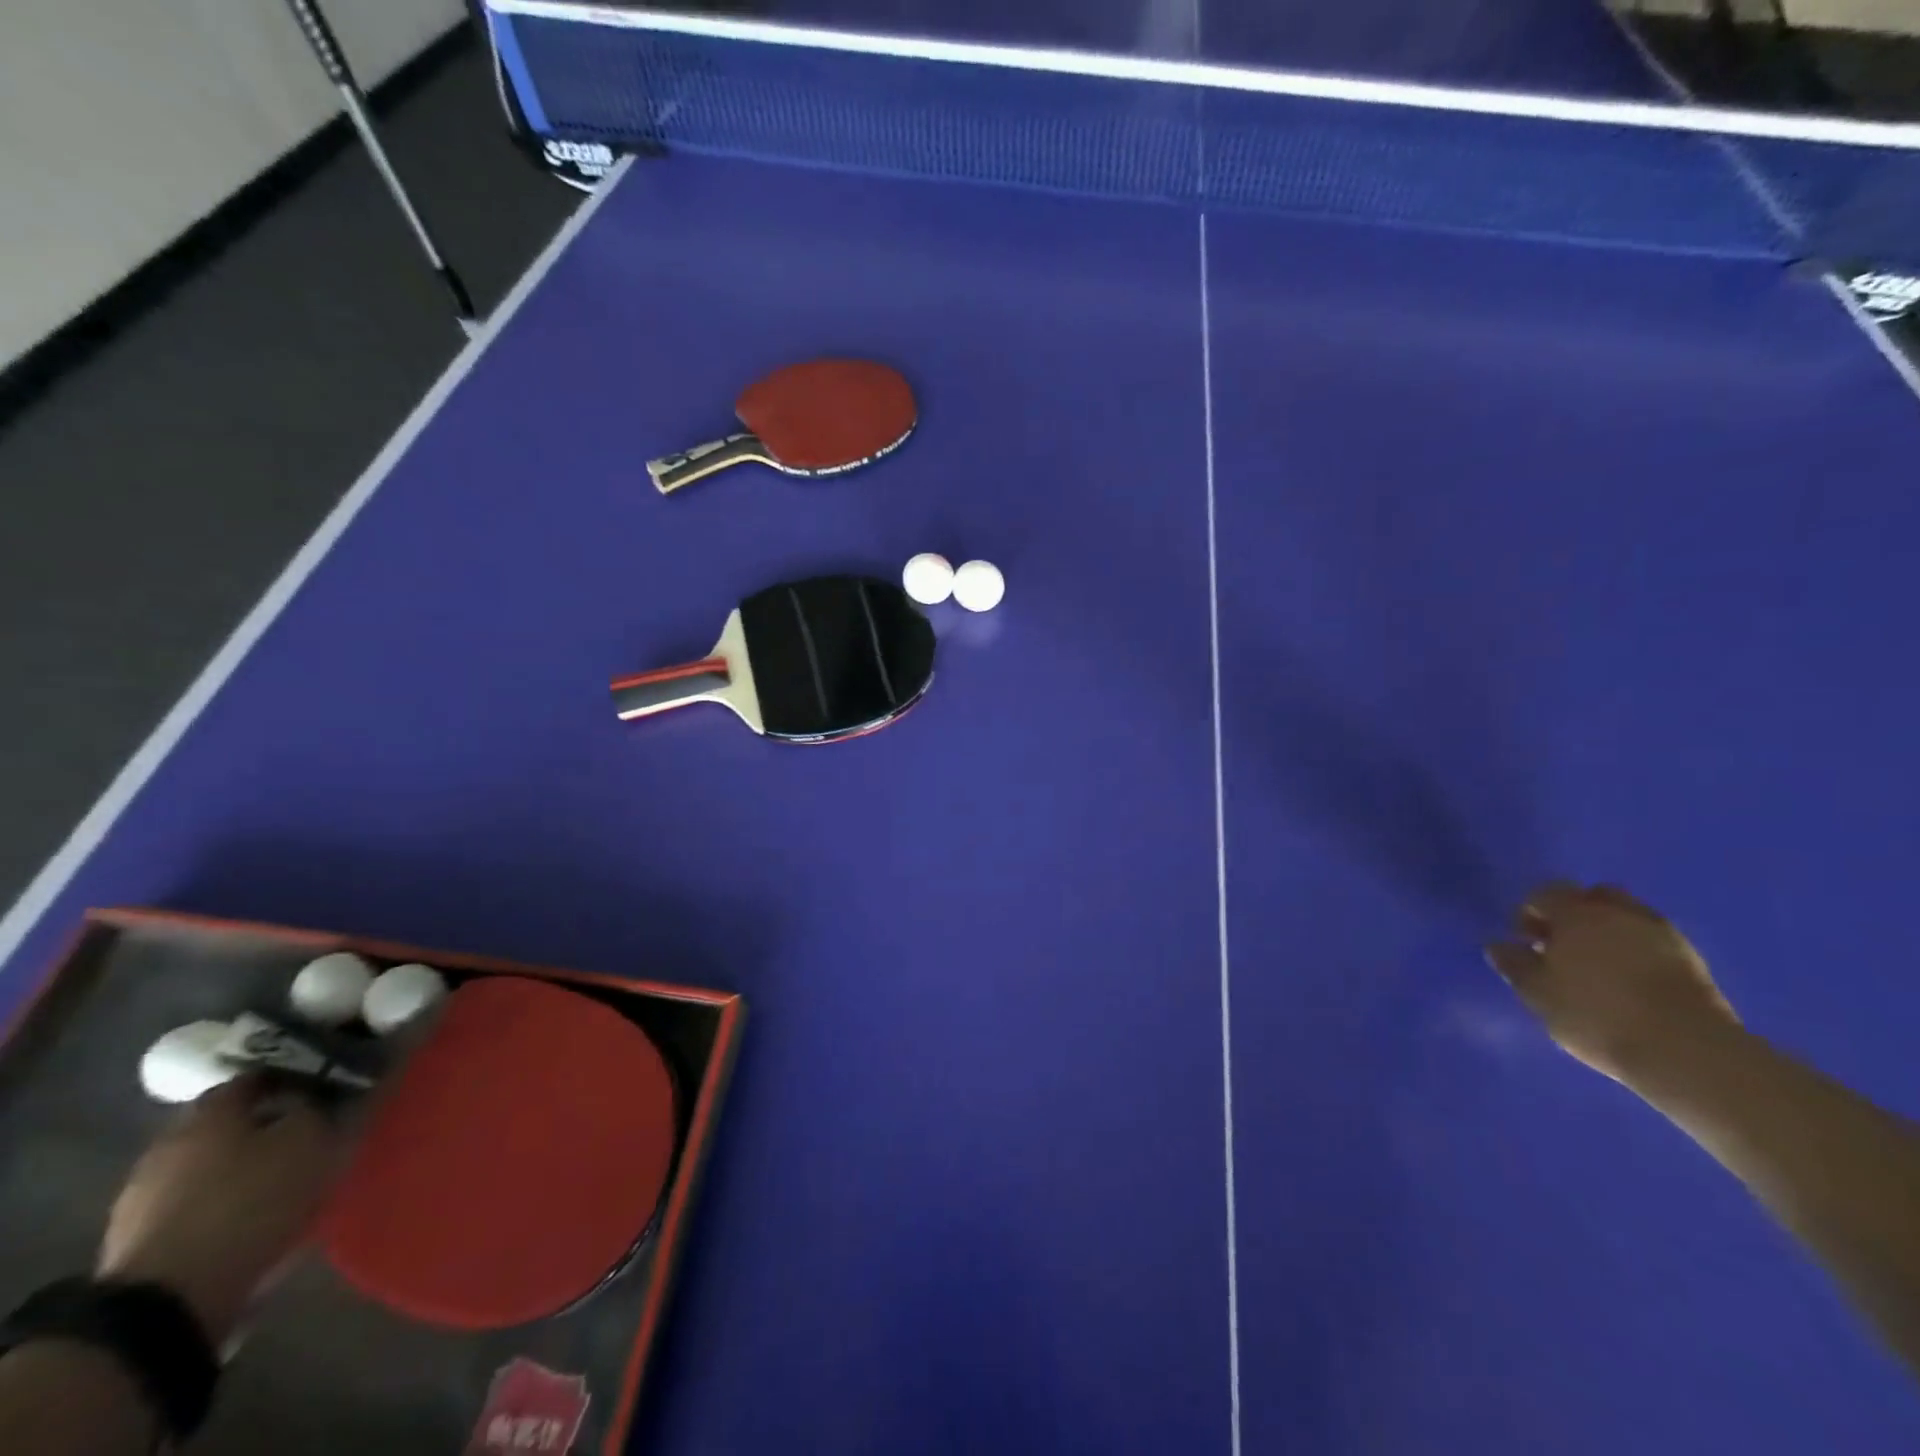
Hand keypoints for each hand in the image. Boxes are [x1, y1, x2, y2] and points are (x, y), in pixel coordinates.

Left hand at [97, 1076, 347, 1344]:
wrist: (167, 1302)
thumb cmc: (250, 1201)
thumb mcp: (311, 1142)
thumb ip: (325, 1107)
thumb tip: (333, 1087)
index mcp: (210, 1111)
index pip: (260, 1074)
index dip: (298, 1075)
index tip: (330, 1085)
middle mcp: (171, 1142)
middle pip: (233, 1120)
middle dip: (271, 1122)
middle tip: (315, 1130)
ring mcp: (146, 1194)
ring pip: (214, 1163)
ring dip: (248, 1165)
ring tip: (291, 1177)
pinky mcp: (141, 1240)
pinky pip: (199, 1204)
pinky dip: (228, 1202)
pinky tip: (258, 1215)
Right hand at [1486, 882, 1741, 1083]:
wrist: (1688, 1052)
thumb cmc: (1596, 1014)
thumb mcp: (1537, 993)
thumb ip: (1515, 964)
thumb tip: (1498, 945)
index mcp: (1577, 913)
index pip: (1545, 893)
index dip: (1529, 911)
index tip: (1523, 939)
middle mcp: (1620, 913)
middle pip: (1592, 896)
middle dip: (1574, 913)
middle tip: (1561, 945)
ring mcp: (1663, 934)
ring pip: (1627, 916)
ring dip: (1608, 931)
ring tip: (1596, 964)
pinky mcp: (1693, 962)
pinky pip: (1654, 941)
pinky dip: (1637, 950)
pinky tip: (1629, 979)